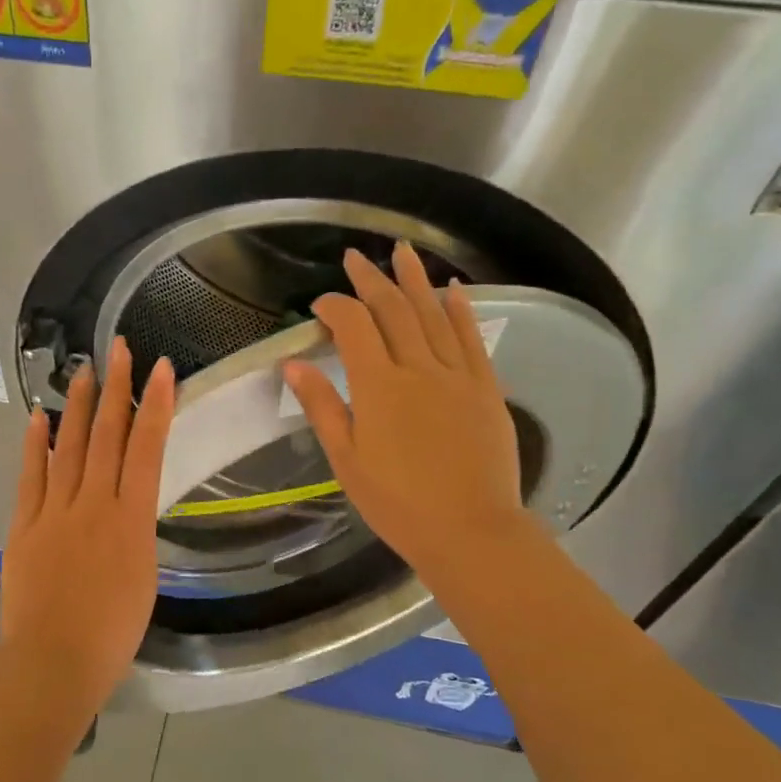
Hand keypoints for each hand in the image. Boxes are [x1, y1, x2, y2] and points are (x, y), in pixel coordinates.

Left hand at [0, 338, 175, 703]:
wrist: (54, 661)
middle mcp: (93, 504)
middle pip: (107, 436)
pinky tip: (39, 418)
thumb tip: (127, 507)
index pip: (146, 449)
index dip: (155, 404)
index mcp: (131, 520)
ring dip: (77, 406)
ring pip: (69, 447)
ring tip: (83, 370)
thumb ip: (134, 534)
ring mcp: (54, 512)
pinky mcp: (24, 526)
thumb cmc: (112, 633)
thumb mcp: (143, 579)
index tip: (161, 368)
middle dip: (115, 388)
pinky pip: (31, 477)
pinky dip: (35, 445)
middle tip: (118, 348)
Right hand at [283, 244, 540, 584]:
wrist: (470, 530)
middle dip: (371, 280)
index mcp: (378, 386)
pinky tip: (454, 290)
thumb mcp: (346, 460)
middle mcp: (418, 368)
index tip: (320, 304)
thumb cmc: (397, 502)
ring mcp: (457, 375)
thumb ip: (322, 407)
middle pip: (393, 310)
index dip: (334, 307)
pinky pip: (472, 338)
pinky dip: (461, 310)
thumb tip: (294, 365)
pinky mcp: (486, 388)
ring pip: (433, 314)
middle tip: (356, 257)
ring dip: (416, 280)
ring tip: (403, 251)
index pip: (353, 327)